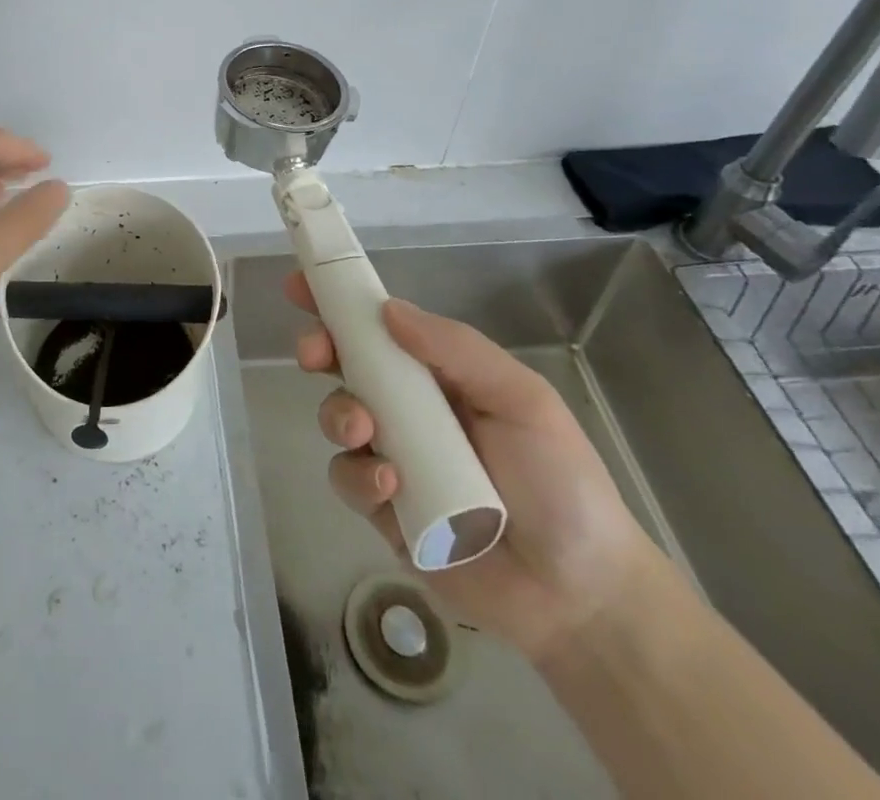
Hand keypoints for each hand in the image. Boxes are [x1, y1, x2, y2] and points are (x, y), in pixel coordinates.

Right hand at [290, 272, 664, 662]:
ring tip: (364, 431)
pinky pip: (348, 479)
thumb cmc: (560, 482)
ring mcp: (393, 458)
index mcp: (440, 376)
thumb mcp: (521, 398)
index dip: (340, 304)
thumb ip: (457, 349)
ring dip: (339, 415)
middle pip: (345, 366)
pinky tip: (391, 486)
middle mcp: (410, 410)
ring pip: (339, 419)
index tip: (300, 284)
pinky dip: (360, 476)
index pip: (381, 329)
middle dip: (319, 350)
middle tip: (313, 354)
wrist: (580, 594)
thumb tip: (387, 309)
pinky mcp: (383, 509)